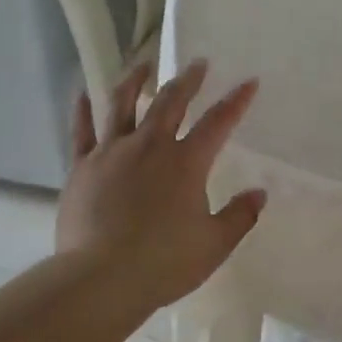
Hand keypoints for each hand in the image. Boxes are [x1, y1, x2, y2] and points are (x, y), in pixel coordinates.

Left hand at [57, 59, 265, 309]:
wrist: (101, 277)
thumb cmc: (163, 263)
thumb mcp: (214, 244)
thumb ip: (240, 216)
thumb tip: (259, 193)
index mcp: (186, 162)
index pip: (218, 122)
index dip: (236, 101)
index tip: (249, 82)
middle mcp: (149, 146)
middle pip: (170, 102)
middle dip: (188, 79)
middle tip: (197, 63)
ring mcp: (111, 152)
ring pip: (122, 103)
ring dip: (135, 80)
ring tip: (143, 63)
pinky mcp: (82, 166)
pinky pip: (82, 130)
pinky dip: (82, 109)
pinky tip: (83, 92)